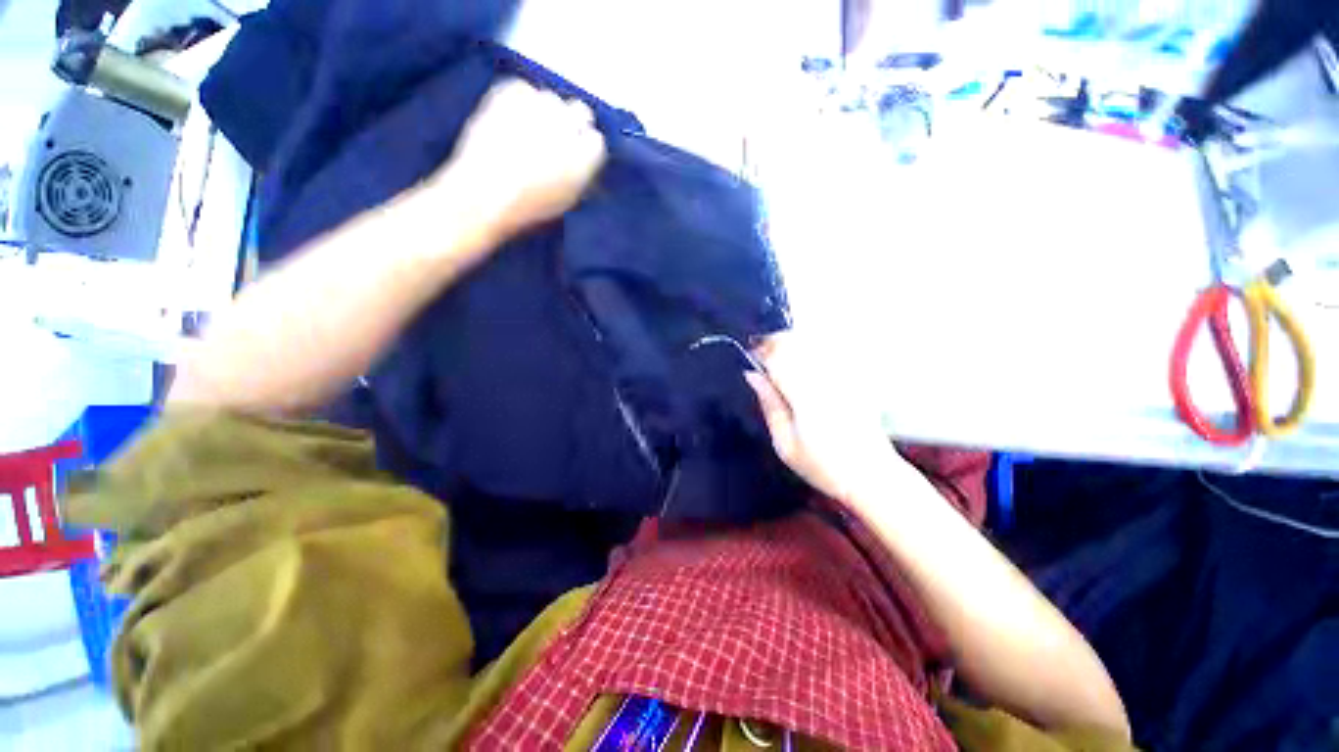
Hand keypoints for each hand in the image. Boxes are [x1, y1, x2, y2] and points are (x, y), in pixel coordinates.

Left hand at [440, 78, 606, 242]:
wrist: (484, 195)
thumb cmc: (529, 209)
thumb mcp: (566, 201)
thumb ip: (580, 177)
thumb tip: (583, 164)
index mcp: (585, 158)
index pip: (597, 140)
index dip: (585, 147)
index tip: (577, 154)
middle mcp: (567, 127)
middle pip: (580, 110)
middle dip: (572, 123)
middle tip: (556, 137)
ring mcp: (538, 107)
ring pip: (551, 98)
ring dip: (546, 111)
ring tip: (530, 129)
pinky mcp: (509, 94)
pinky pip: (522, 88)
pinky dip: (519, 100)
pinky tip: (511, 118)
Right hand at [745, 333, 906, 505]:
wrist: (872, 475)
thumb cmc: (823, 466)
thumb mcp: (784, 444)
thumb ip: (769, 404)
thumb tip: (752, 375)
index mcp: (804, 396)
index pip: (777, 356)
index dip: (760, 351)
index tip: (751, 356)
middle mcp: (825, 378)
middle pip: (794, 341)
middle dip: (774, 342)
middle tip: (763, 356)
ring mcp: (844, 375)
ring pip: (810, 342)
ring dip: (791, 344)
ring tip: (781, 359)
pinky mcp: (855, 377)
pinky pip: (829, 351)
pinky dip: (810, 350)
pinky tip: (804, 363)